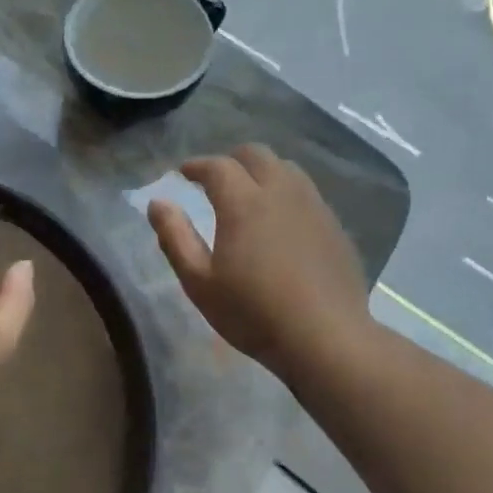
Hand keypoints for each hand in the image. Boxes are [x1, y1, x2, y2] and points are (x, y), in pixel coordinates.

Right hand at [147, 145, 369, 374]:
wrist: (325, 337)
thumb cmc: (252, 312)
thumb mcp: (199, 282)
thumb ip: (175, 237)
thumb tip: (157, 203)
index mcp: (244, 203)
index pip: (217, 166)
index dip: (196, 165)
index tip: (183, 173)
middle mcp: (281, 192)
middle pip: (256, 154)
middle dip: (231, 160)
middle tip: (215, 181)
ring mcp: (314, 206)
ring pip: (286, 169)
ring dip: (262, 172)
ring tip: (249, 195)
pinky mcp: (334, 226)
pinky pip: (307, 193)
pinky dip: (286, 193)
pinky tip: (281, 222)